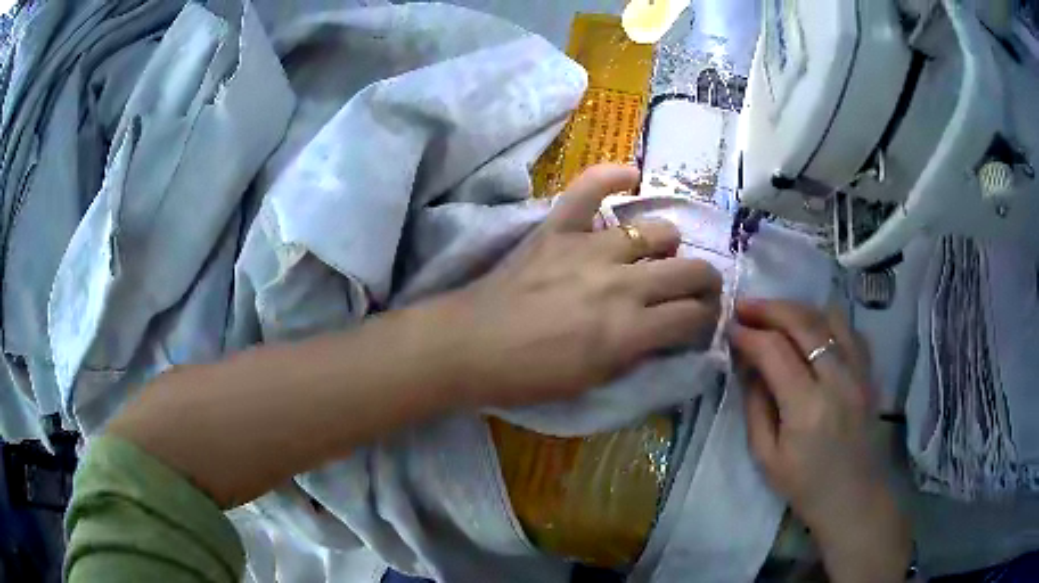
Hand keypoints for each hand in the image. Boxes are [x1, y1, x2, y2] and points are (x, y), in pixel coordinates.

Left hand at [438, 164, 722, 408]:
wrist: (469, 346)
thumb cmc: (529, 377)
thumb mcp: (594, 381)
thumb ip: (639, 354)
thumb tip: (668, 333)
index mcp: (629, 331)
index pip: (694, 317)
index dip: (707, 321)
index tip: (700, 323)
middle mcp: (621, 283)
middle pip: (692, 271)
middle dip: (705, 283)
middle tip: (695, 291)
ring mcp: (589, 249)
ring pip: (658, 229)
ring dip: (667, 245)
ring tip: (657, 254)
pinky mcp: (557, 228)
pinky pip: (589, 188)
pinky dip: (611, 177)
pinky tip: (630, 177)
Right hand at [730, 300, 910, 582]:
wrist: (854, 498)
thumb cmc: (805, 486)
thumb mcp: (766, 458)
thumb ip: (755, 407)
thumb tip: (747, 365)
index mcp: (807, 407)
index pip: (774, 351)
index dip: (748, 334)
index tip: (729, 327)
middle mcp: (837, 379)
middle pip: (803, 322)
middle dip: (769, 308)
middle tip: (744, 306)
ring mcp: (858, 371)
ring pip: (829, 317)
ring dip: (797, 309)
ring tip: (775, 314)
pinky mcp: (869, 372)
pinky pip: (849, 330)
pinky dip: (826, 320)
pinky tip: (812, 328)